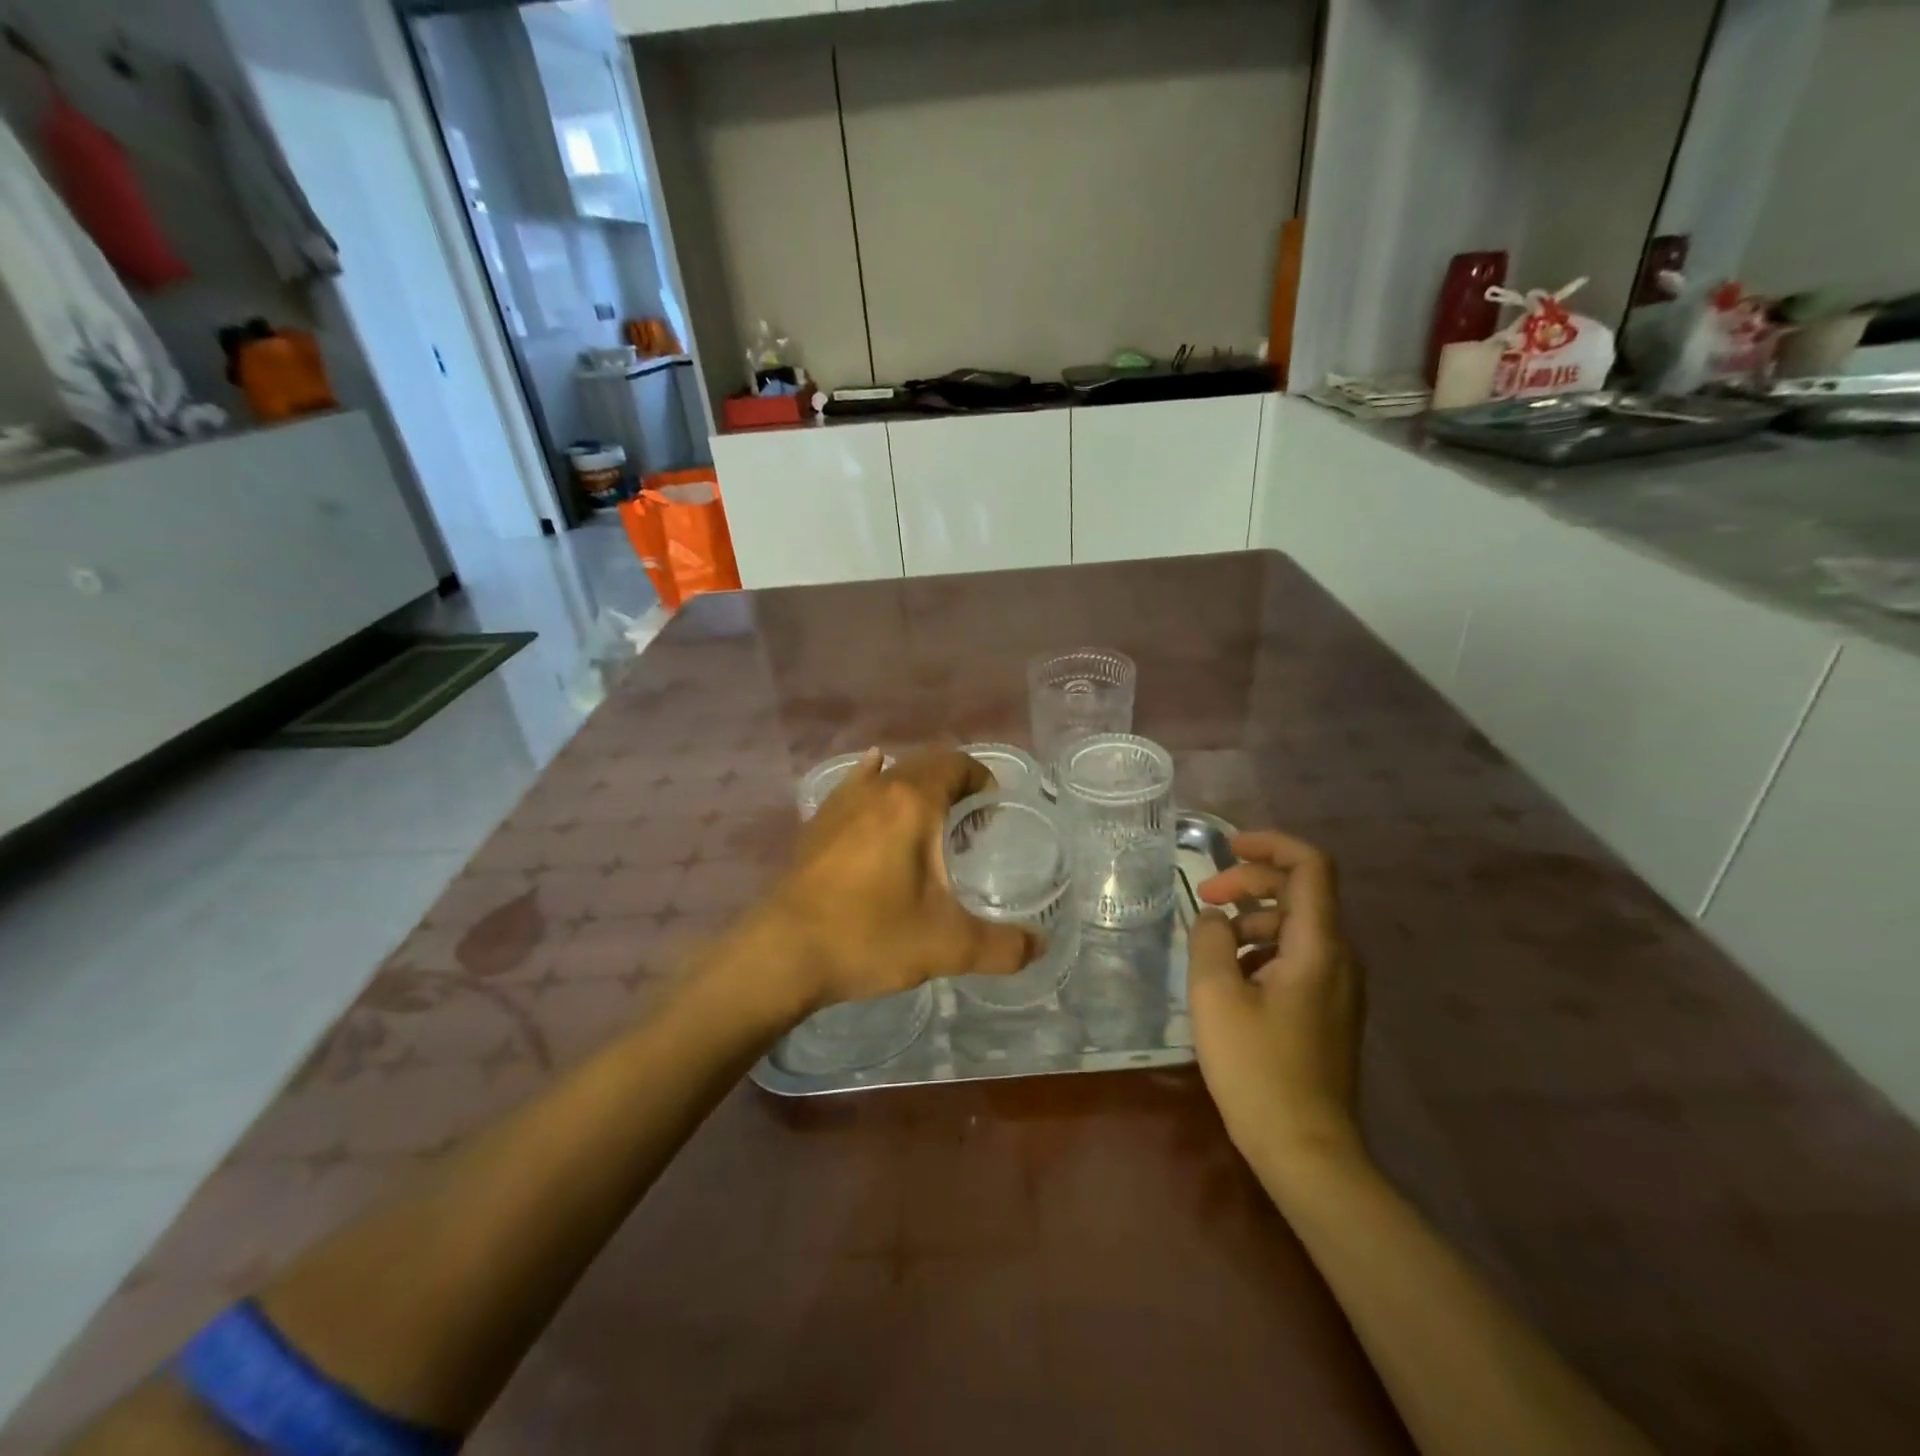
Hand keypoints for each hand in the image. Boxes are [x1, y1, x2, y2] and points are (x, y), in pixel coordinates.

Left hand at [747, 749, 1037, 1016]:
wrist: (782, 954)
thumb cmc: (869, 936)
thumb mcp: (947, 946)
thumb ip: (1002, 946)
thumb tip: (1040, 946)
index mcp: (912, 802)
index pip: (955, 764)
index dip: (981, 776)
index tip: (995, 805)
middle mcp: (876, 789)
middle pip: (923, 764)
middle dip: (953, 783)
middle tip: (972, 820)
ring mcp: (839, 803)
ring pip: (887, 776)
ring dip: (914, 786)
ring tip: (930, 818)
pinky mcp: (816, 825)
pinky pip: (853, 789)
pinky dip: (872, 787)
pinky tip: (872, 797)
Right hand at [1187, 829, 1365, 1163]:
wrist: (1307, 1151)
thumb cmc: (1258, 1068)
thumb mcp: (1215, 995)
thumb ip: (1209, 940)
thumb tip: (1214, 918)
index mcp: (1319, 946)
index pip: (1310, 866)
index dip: (1270, 844)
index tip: (1226, 849)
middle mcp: (1340, 958)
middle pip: (1301, 892)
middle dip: (1249, 883)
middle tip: (1204, 898)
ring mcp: (1339, 986)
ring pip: (1295, 926)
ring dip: (1251, 920)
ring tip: (1210, 948)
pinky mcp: (1330, 1010)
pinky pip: (1297, 957)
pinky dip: (1261, 950)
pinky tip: (1230, 980)